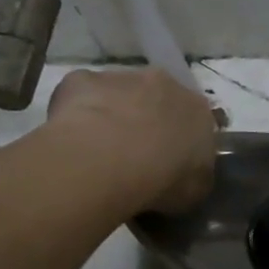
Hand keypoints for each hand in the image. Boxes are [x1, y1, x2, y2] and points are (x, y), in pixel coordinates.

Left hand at [47, 68, 218, 214]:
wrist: (109, 161)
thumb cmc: (162, 180)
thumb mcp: (195, 191)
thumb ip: (194, 174)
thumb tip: (186, 175)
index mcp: (197, 109)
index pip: (194, 121)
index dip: (179, 141)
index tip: (168, 163)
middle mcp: (164, 83)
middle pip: (157, 99)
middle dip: (147, 121)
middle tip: (132, 155)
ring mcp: (121, 77)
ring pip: (118, 94)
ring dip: (112, 114)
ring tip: (97, 151)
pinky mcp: (81, 79)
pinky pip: (80, 96)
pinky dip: (76, 113)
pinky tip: (71, 140)